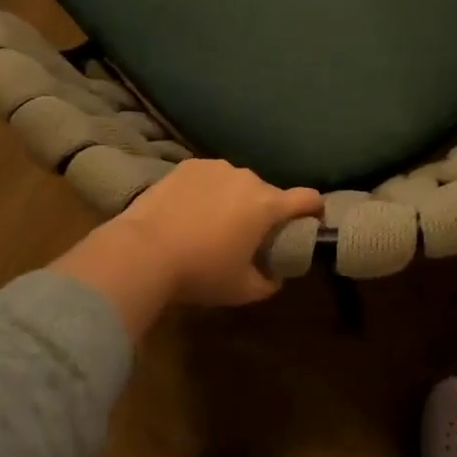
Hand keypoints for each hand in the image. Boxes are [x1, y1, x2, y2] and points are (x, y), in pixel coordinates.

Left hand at [51, 160, 321, 335]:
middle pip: (268, 193)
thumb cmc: (200, 272)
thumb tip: (275, 276)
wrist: (142, 251)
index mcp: (267, 205)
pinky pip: (209, 178)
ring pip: (237, 184)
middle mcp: (247, 178)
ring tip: (214, 223)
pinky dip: (207, 191)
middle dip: (265, 212)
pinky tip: (190, 212)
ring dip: (235, 199)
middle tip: (249, 236)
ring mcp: (215, 168)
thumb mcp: (242, 290)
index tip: (311, 222)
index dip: (315, 210)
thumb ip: (269, 282)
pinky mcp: (187, 166)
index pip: (308, 198)